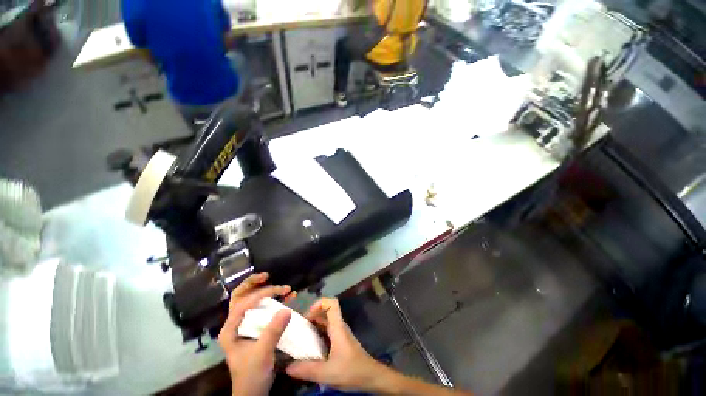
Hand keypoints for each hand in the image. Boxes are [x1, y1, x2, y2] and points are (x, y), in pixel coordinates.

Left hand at [217, 273, 296, 395]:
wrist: (253, 392)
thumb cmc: (252, 375)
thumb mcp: (261, 355)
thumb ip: (272, 333)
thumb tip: (286, 310)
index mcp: (230, 329)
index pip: (243, 303)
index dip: (261, 293)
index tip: (279, 290)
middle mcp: (235, 324)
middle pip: (240, 297)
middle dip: (253, 284)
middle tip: (267, 276)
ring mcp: (244, 326)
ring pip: (251, 301)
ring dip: (265, 291)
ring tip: (282, 287)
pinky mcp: (255, 328)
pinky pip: (262, 309)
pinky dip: (274, 301)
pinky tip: (288, 297)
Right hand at [285, 298, 391, 392]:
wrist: (370, 377)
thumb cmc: (351, 370)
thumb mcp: (328, 372)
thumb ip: (308, 370)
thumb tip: (287, 367)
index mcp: (338, 327)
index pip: (331, 303)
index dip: (318, 304)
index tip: (306, 317)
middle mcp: (339, 326)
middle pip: (325, 312)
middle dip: (311, 317)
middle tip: (297, 330)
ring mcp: (340, 334)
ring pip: (325, 322)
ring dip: (313, 327)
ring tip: (299, 339)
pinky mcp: (340, 342)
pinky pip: (326, 332)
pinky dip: (317, 335)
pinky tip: (309, 349)